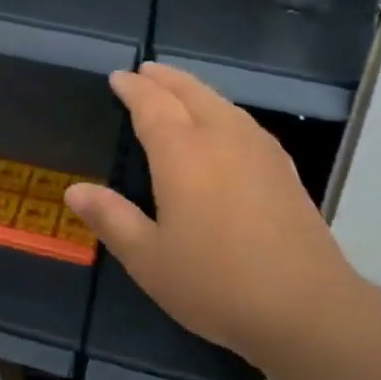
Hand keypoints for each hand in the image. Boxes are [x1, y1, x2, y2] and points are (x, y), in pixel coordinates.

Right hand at [63, 63, 361, 374]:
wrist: (306, 309)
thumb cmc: (215, 283)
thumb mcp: (148, 258)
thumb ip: (111, 218)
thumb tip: (74, 191)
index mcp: (183, 153)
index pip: (152, 105)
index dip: (133, 89)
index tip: (118, 77)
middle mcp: (222, 139)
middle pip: (191, 93)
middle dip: (165, 78)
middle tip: (146, 71)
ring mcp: (259, 151)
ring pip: (222, 103)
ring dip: (195, 89)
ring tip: (178, 89)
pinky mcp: (284, 170)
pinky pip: (244, 121)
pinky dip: (222, 109)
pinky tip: (224, 126)